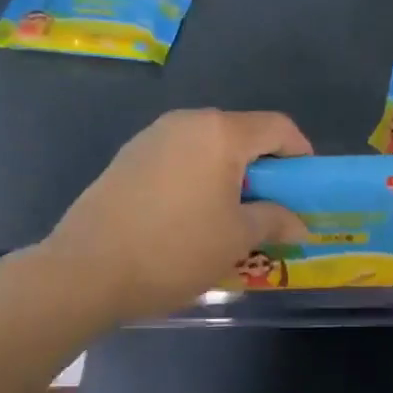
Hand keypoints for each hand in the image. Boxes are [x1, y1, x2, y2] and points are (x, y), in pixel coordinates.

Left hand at [44, 109, 312, 322]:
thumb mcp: (236, 239)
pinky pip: (178, 158)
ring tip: (230, 215)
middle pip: (240, 133)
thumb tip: (299, 223)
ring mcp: (151, 137)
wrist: (86, 270)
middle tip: (271, 207)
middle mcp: (186, 122)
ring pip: (207, 146)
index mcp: (219, 133)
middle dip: (263, 168)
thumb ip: (274, 220)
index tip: (306, 188)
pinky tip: (190, 216)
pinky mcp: (127, 157)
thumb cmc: (175, 250)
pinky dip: (197, 178)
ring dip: (228, 174)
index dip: (301, 154)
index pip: (277, 127)